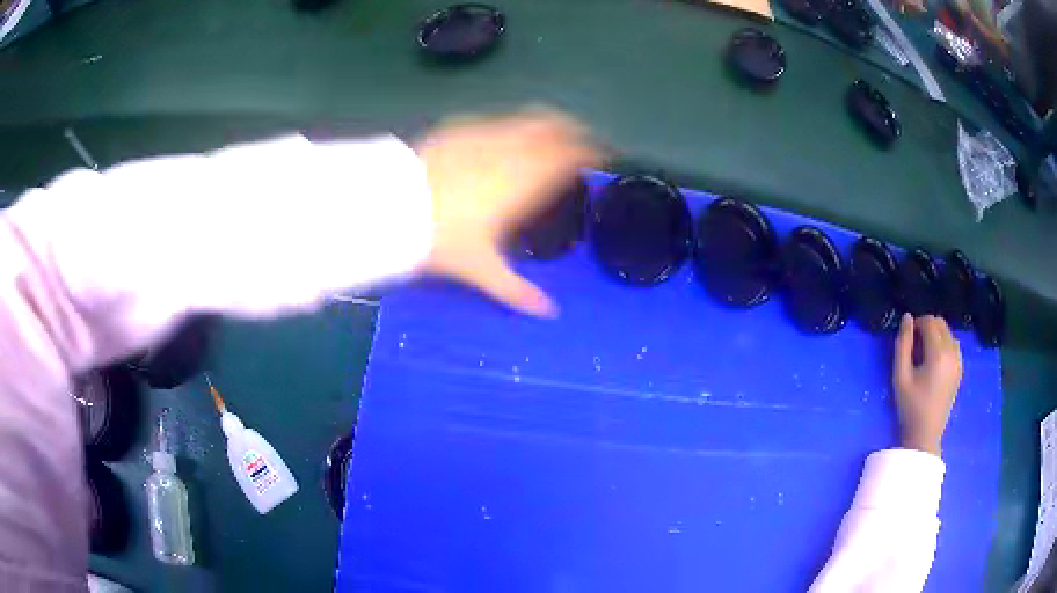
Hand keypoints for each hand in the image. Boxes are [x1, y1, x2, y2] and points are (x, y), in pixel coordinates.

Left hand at [415, 107, 600, 316]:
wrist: (393, 206)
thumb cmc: (443, 238)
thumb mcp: (480, 268)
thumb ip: (516, 289)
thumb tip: (548, 313)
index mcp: (527, 180)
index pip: (570, 155)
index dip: (589, 151)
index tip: (600, 155)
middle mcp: (512, 150)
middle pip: (554, 127)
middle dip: (572, 131)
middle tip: (579, 142)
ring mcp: (484, 134)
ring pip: (526, 119)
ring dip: (543, 125)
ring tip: (547, 136)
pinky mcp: (459, 129)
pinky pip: (494, 122)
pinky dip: (508, 128)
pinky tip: (499, 140)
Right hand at [892, 314, 963, 455]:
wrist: (925, 435)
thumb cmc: (910, 407)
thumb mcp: (900, 376)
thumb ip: (903, 344)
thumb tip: (907, 317)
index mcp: (938, 353)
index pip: (929, 322)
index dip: (916, 324)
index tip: (907, 337)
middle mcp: (952, 352)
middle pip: (940, 323)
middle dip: (927, 327)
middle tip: (914, 345)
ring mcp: (958, 361)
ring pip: (948, 333)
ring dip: (936, 335)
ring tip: (924, 353)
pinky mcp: (960, 369)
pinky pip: (953, 344)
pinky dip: (944, 344)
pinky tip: (934, 361)